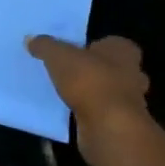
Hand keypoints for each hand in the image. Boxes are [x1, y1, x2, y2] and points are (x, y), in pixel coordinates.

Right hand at [26, 35, 150, 151]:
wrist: (108, 126)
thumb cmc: (89, 81)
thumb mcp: (58, 56)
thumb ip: (45, 46)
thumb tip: (31, 39)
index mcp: (123, 50)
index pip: (111, 43)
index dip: (93, 47)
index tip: (74, 53)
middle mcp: (134, 72)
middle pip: (112, 68)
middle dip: (95, 71)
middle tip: (69, 73)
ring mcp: (131, 100)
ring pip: (110, 91)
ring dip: (93, 93)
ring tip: (66, 94)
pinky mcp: (123, 123)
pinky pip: (104, 112)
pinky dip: (91, 112)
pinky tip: (72, 113)